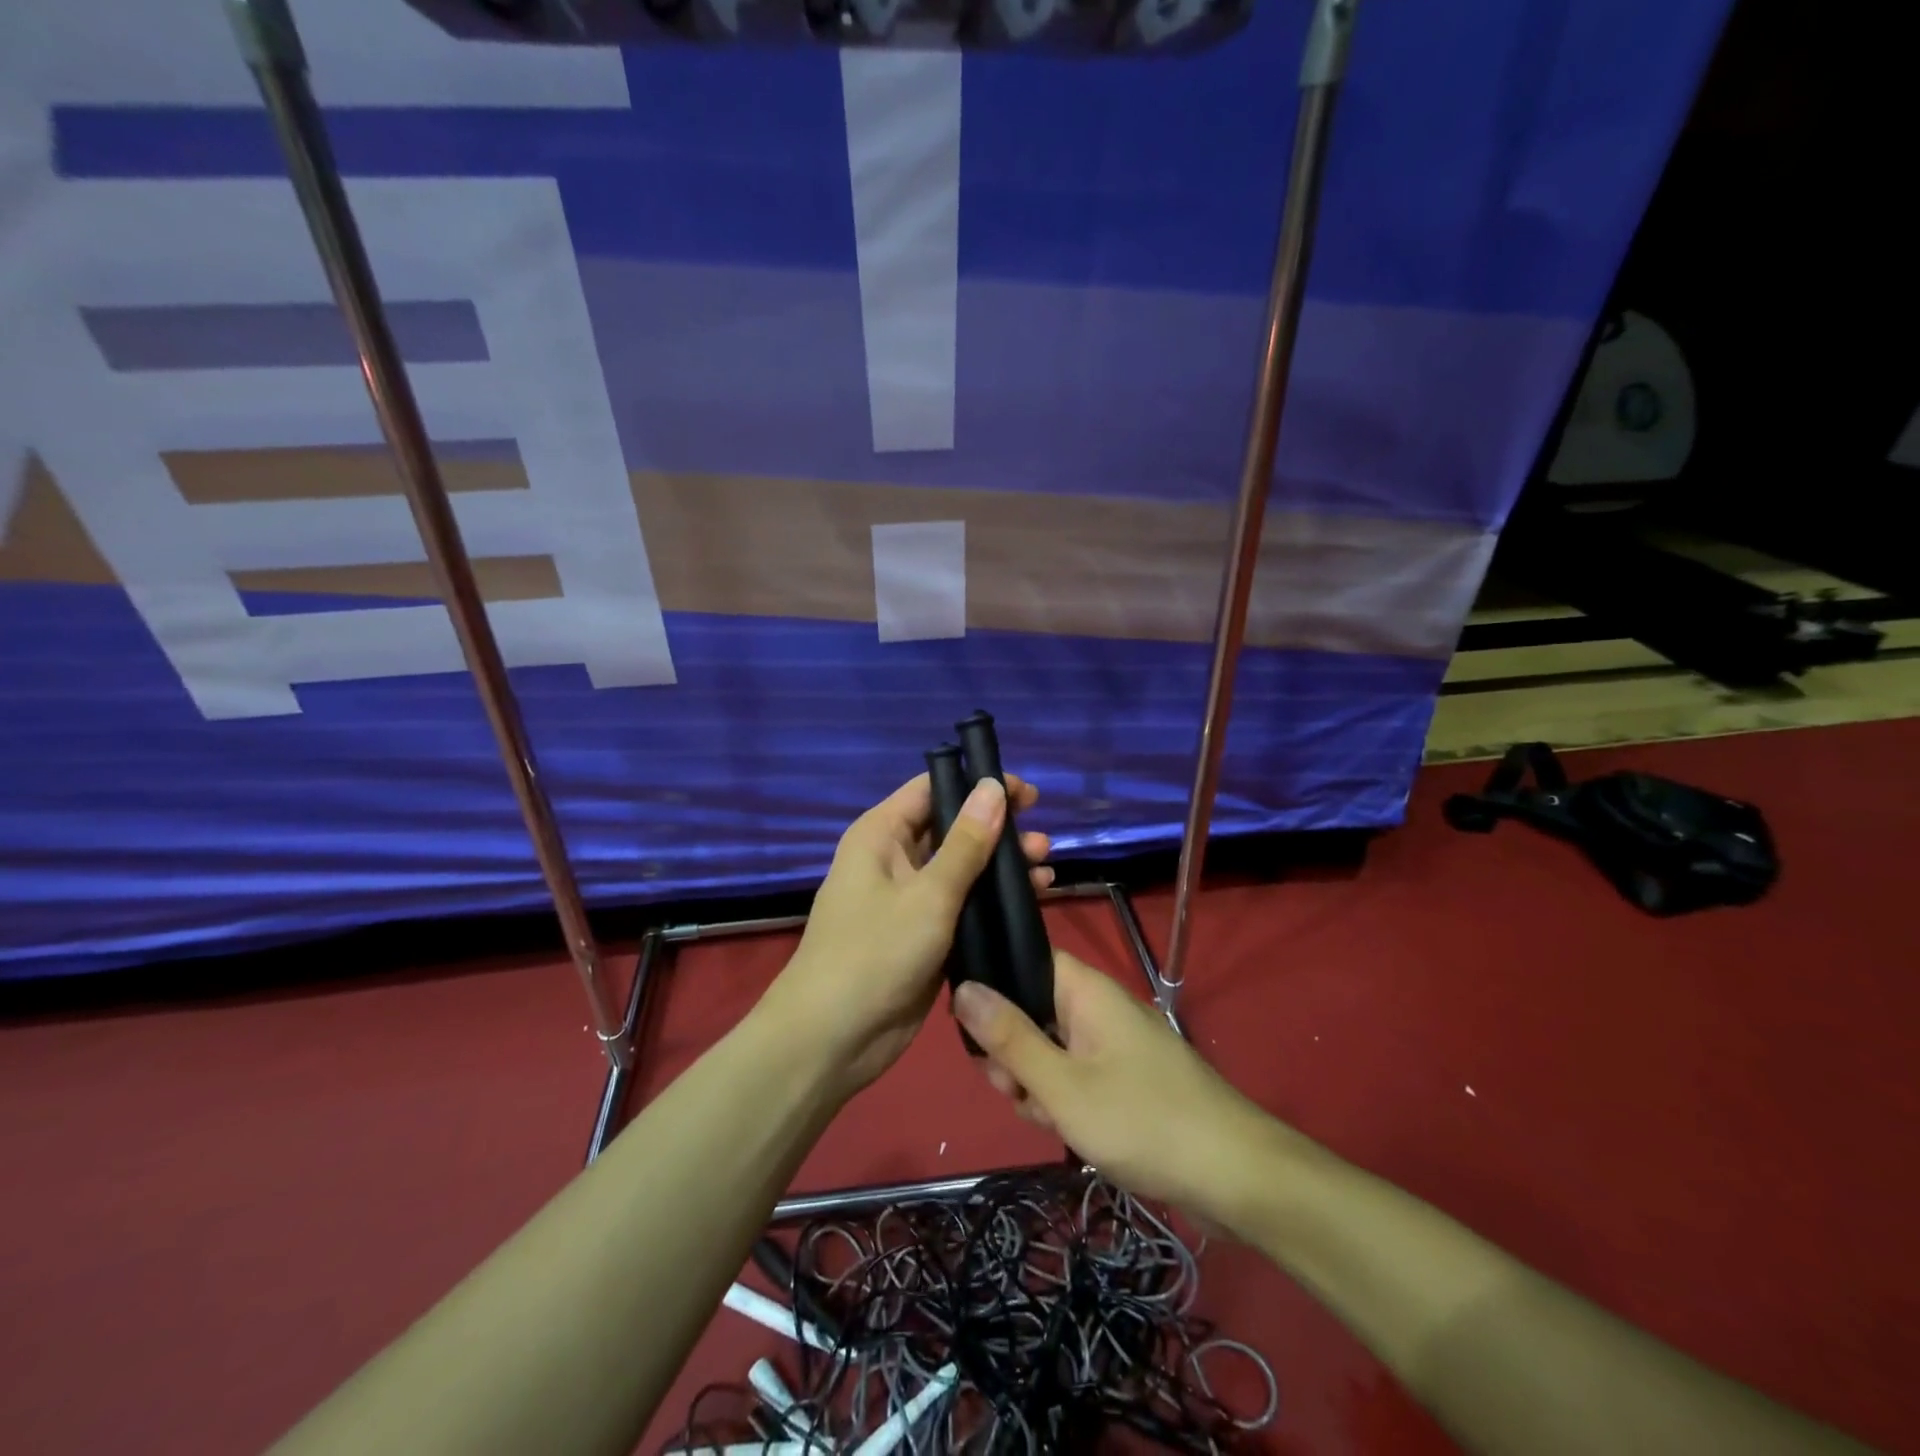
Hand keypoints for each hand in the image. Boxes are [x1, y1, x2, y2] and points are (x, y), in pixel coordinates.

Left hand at [763, 772, 1050, 1097]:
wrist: (833, 1038)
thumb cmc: (875, 953)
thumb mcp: (929, 894)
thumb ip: (966, 843)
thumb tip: (992, 786)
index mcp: (881, 835)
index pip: (933, 789)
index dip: (978, 785)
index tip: (1025, 795)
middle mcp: (893, 858)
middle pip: (952, 828)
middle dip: (998, 830)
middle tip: (1043, 840)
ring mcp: (908, 899)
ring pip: (962, 868)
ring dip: (1001, 866)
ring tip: (1045, 867)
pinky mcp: (923, 934)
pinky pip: (963, 904)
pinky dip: (993, 900)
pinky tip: (1031, 900)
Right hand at [954, 951, 1291, 1233]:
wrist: (1234, 1176)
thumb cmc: (1142, 1121)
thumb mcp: (1062, 1085)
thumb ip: (1009, 1037)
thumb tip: (963, 987)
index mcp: (1086, 990)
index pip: (1027, 959)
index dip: (993, 985)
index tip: (968, 1028)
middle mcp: (1100, 1007)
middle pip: (1035, 1008)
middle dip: (1013, 1050)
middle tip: (1011, 1090)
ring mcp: (1115, 1043)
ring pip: (1053, 1047)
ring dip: (1036, 1080)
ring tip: (1043, 1117)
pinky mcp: (1126, 1076)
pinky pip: (1078, 1072)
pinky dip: (1064, 1096)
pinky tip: (1063, 1128)